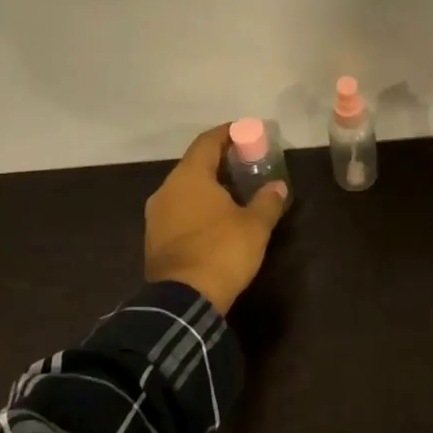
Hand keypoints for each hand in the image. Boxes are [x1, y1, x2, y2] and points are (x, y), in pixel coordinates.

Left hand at [144, 125, 289, 313]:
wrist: (183, 300)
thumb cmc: (221, 251)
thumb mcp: (255, 225)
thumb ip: (267, 201)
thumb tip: (278, 186)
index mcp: (189, 177)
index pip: (207, 142)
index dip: (227, 133)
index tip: (245, 131)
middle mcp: (166, 190)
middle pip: (194, 164)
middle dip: (220, 161)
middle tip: (245, 163)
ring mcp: (156, 216)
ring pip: (184, 189)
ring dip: (208, 186)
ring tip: (233, 192)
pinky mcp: (154, 239)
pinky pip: (178, 210)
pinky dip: (197, 206)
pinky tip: (215, 219)